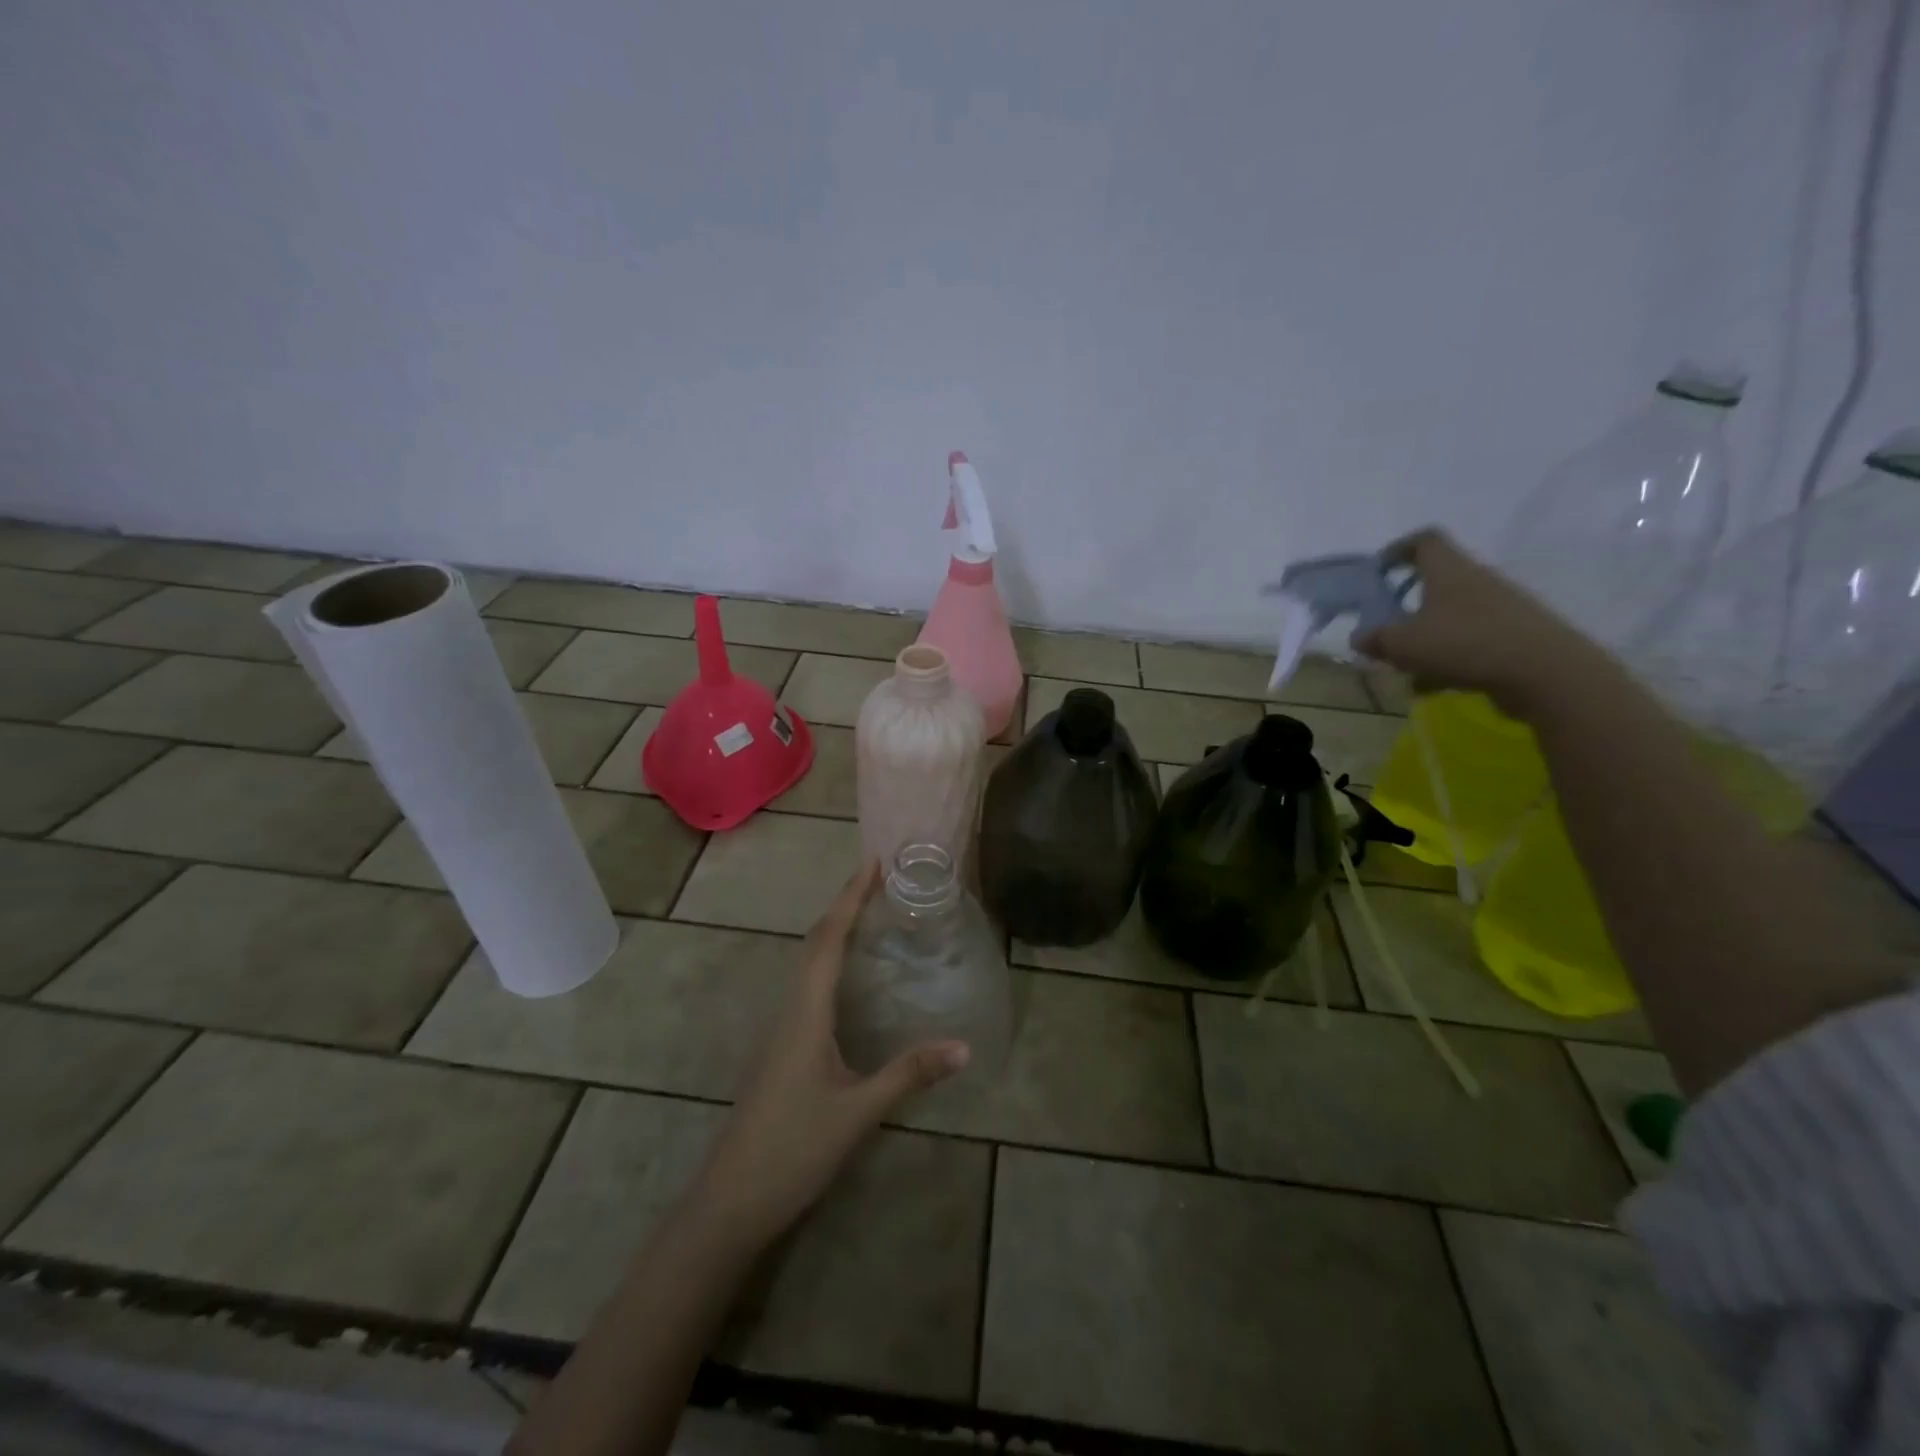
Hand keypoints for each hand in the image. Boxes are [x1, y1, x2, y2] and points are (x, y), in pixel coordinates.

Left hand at [687, 863, 969, 1249]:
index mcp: (805, 1013)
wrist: (730, 1201)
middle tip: (878, 882)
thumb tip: (964, 1046)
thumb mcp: (858, 1112)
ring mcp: (780, 1032)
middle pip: (815, 945)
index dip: (850, 899)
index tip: (872, 864)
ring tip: (867, 917)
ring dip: (834, 933)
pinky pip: (806, 988)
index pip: (829, 941)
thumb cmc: (792, 1149)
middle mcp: (789, 1011)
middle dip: (844, 907)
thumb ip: (908, 1074)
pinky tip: (846, 981)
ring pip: (807, 966)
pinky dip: (828, 964)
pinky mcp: (781, 1051)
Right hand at [1355, 528, 1610, 716]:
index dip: (1399, 549)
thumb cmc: (1464, 644)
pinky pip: (1471, 638)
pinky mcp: (1516, 633)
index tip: (1379, 570)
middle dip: (1409, 604)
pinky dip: (1449, 656)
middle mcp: (1476, 579)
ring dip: (1427, 636)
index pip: (1424, 540)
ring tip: (1408, 669)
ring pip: (1452, 614)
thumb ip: (1376, 639)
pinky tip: (1437, 685)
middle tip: (1388, 627)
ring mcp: (1501, 606)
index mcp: (1448, 570)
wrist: (1545, 672)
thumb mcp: (1404, 645)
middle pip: (1438, 581)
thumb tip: (1359, 637)